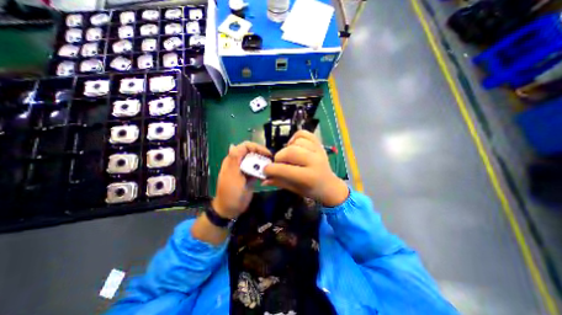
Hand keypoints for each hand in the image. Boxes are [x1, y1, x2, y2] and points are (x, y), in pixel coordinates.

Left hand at [213, 141, 271, 217]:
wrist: (230, 209)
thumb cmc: (230, 192)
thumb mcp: (232, 176)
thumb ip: (234, 160)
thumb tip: (233, 145)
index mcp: (233, 160)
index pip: (244, 147)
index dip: (256, 147)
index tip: (266, 153)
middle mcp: (239, 163)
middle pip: (252, 152)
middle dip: (261, 154)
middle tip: (271, 161)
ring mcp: (245, 170)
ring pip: (255, 161)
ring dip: (263, 163)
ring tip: (271, 167)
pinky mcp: (250, 177)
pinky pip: (257, 170)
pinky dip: (262, 171)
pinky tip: (268, 174)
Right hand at [262, 131, 347, 205]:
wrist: (330, 185)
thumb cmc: (312, 190)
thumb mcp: (295, 189)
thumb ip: (279, 182)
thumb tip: (263, 179)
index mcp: (309, 177)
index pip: (285, 169)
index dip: (271, 169)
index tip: (265, 170)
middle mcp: (315, 161)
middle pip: (290, 152)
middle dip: (279, 157)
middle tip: (278, 163)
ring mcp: (318, 150)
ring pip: (297, 141)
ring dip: (288, 148)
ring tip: (289, 156)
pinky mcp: (319, 144)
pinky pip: (304, 134)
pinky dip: (296, 137)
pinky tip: (294, 145)